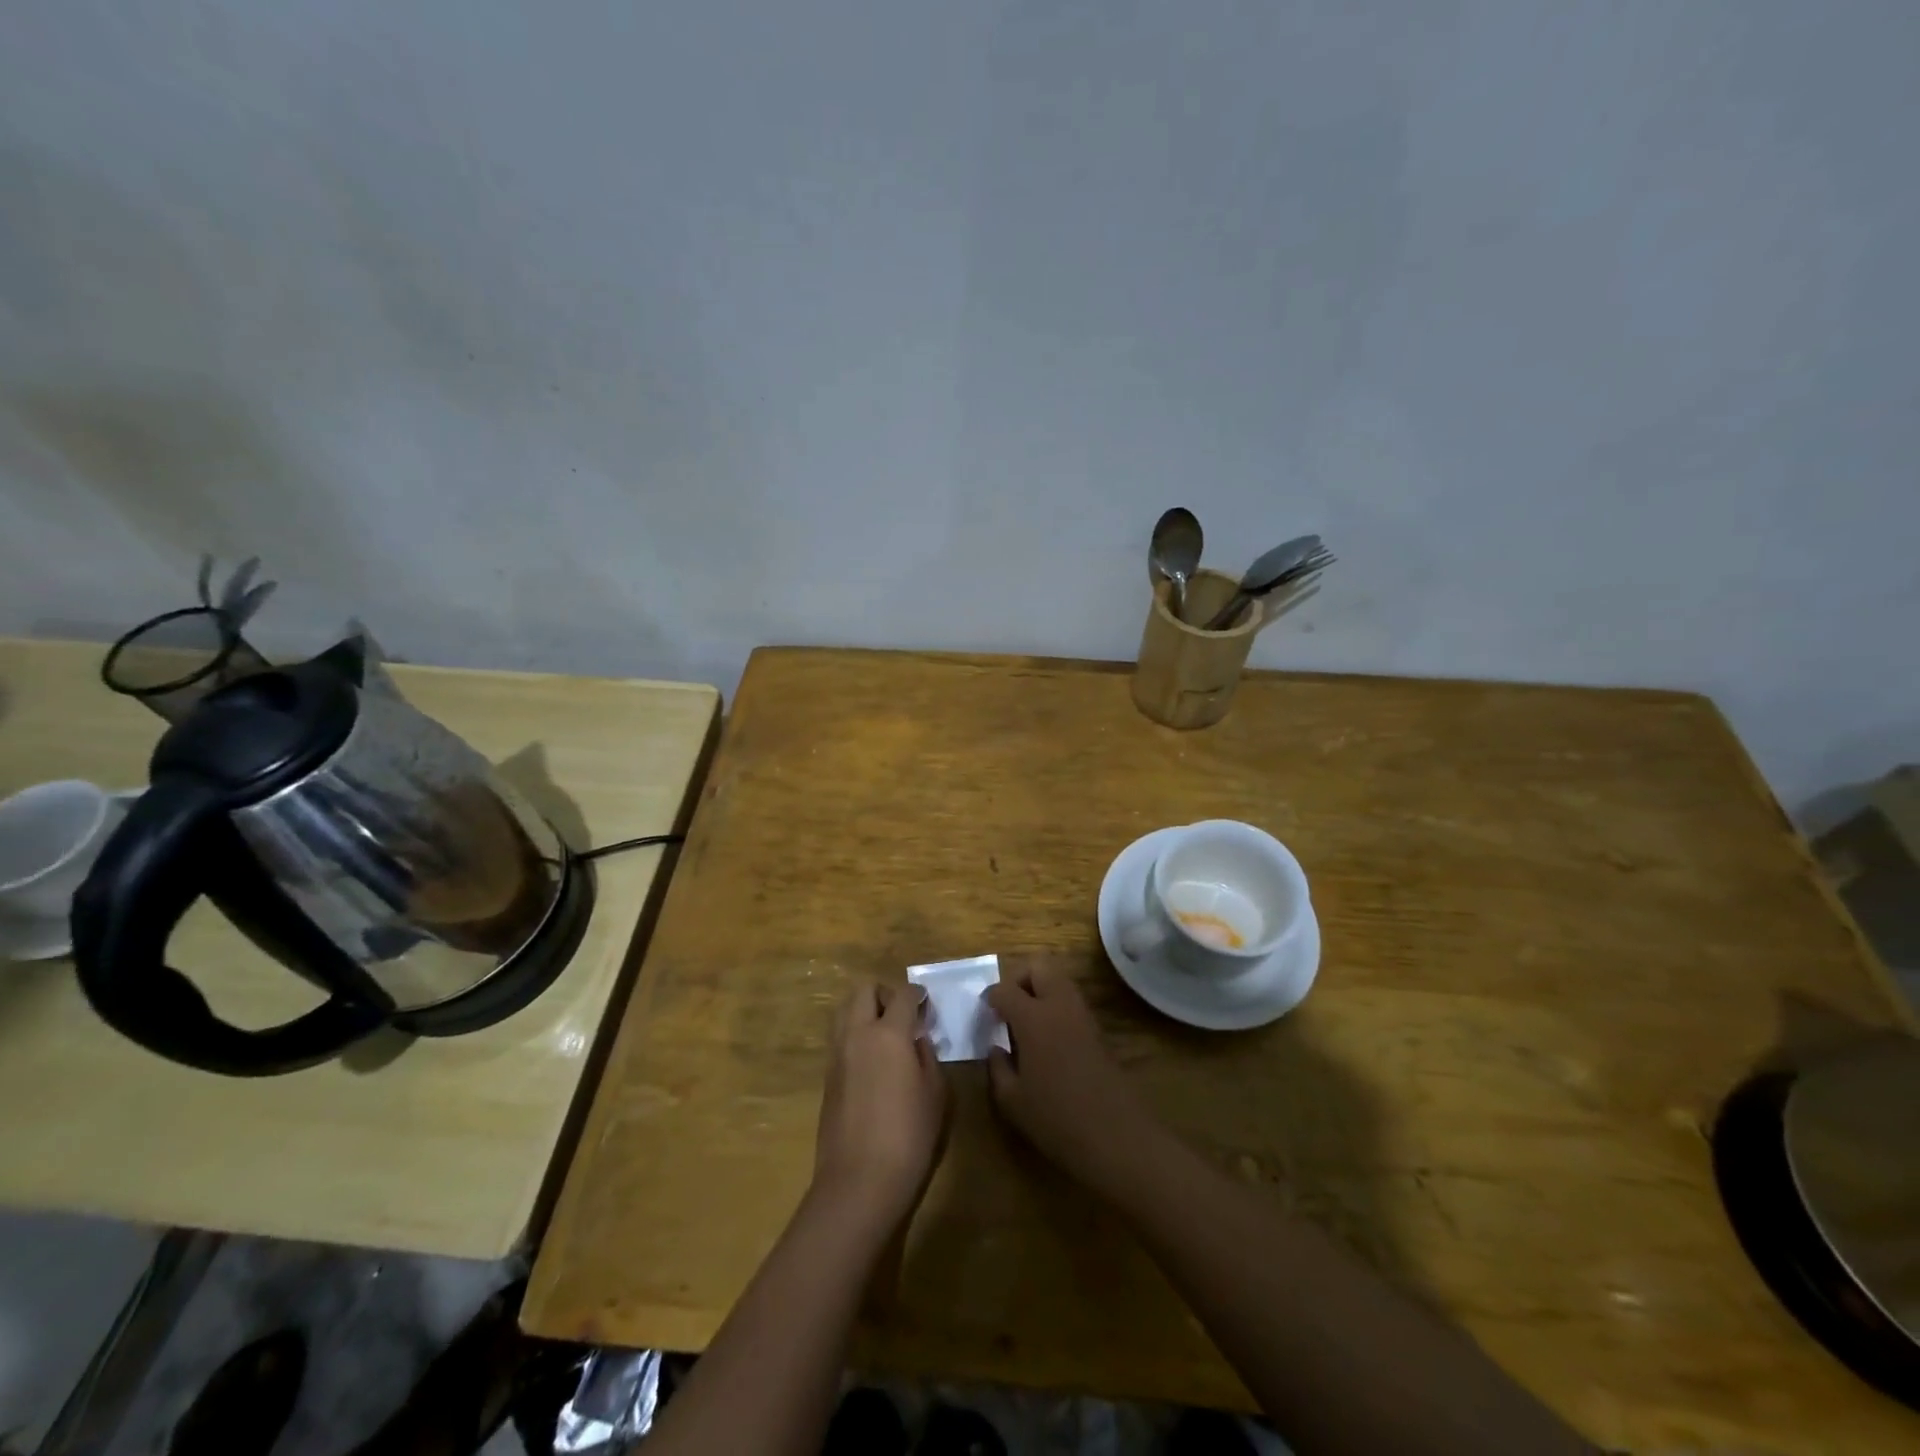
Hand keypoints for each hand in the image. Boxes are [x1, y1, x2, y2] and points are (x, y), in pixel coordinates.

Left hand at [814, 983, 948, 1225]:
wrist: (858, 1181)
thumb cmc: (908, 1137)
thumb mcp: (935, 1094)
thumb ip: (927, 1057)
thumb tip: (917, 1041)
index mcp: (888, 1034)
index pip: (902, 994)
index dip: (918, 995)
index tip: (927, 1005)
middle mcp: (857, 1034)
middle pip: (864, 990)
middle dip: (885, 994)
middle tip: (903, 1016)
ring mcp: (837, 1054)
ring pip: (845, 1009)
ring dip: (865, 1010)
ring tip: (886, 1035)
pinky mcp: (827, 1075)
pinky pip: (840, 1036)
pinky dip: (855, 1034)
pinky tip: (873, 1060)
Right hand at [985, 970, 1168, 1194]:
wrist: (1116, 1135)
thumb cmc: (1056, 1118)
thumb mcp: (1012, 1101)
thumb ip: (997, 1068)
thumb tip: (996, 1049)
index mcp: (1033, 1017)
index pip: (1004, 989)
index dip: (990, 998)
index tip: (985, 1015)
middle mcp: (1059, 1005)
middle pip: (1039, 966)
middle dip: (1019, 979)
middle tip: (1009, 1008)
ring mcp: (1083, 1015)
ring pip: (1059, 980)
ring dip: (1040, 990)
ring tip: (1027, 1025)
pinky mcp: (1098, 1029)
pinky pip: (1071, 1002)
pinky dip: (1056, 1007)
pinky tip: (1048, 1041)